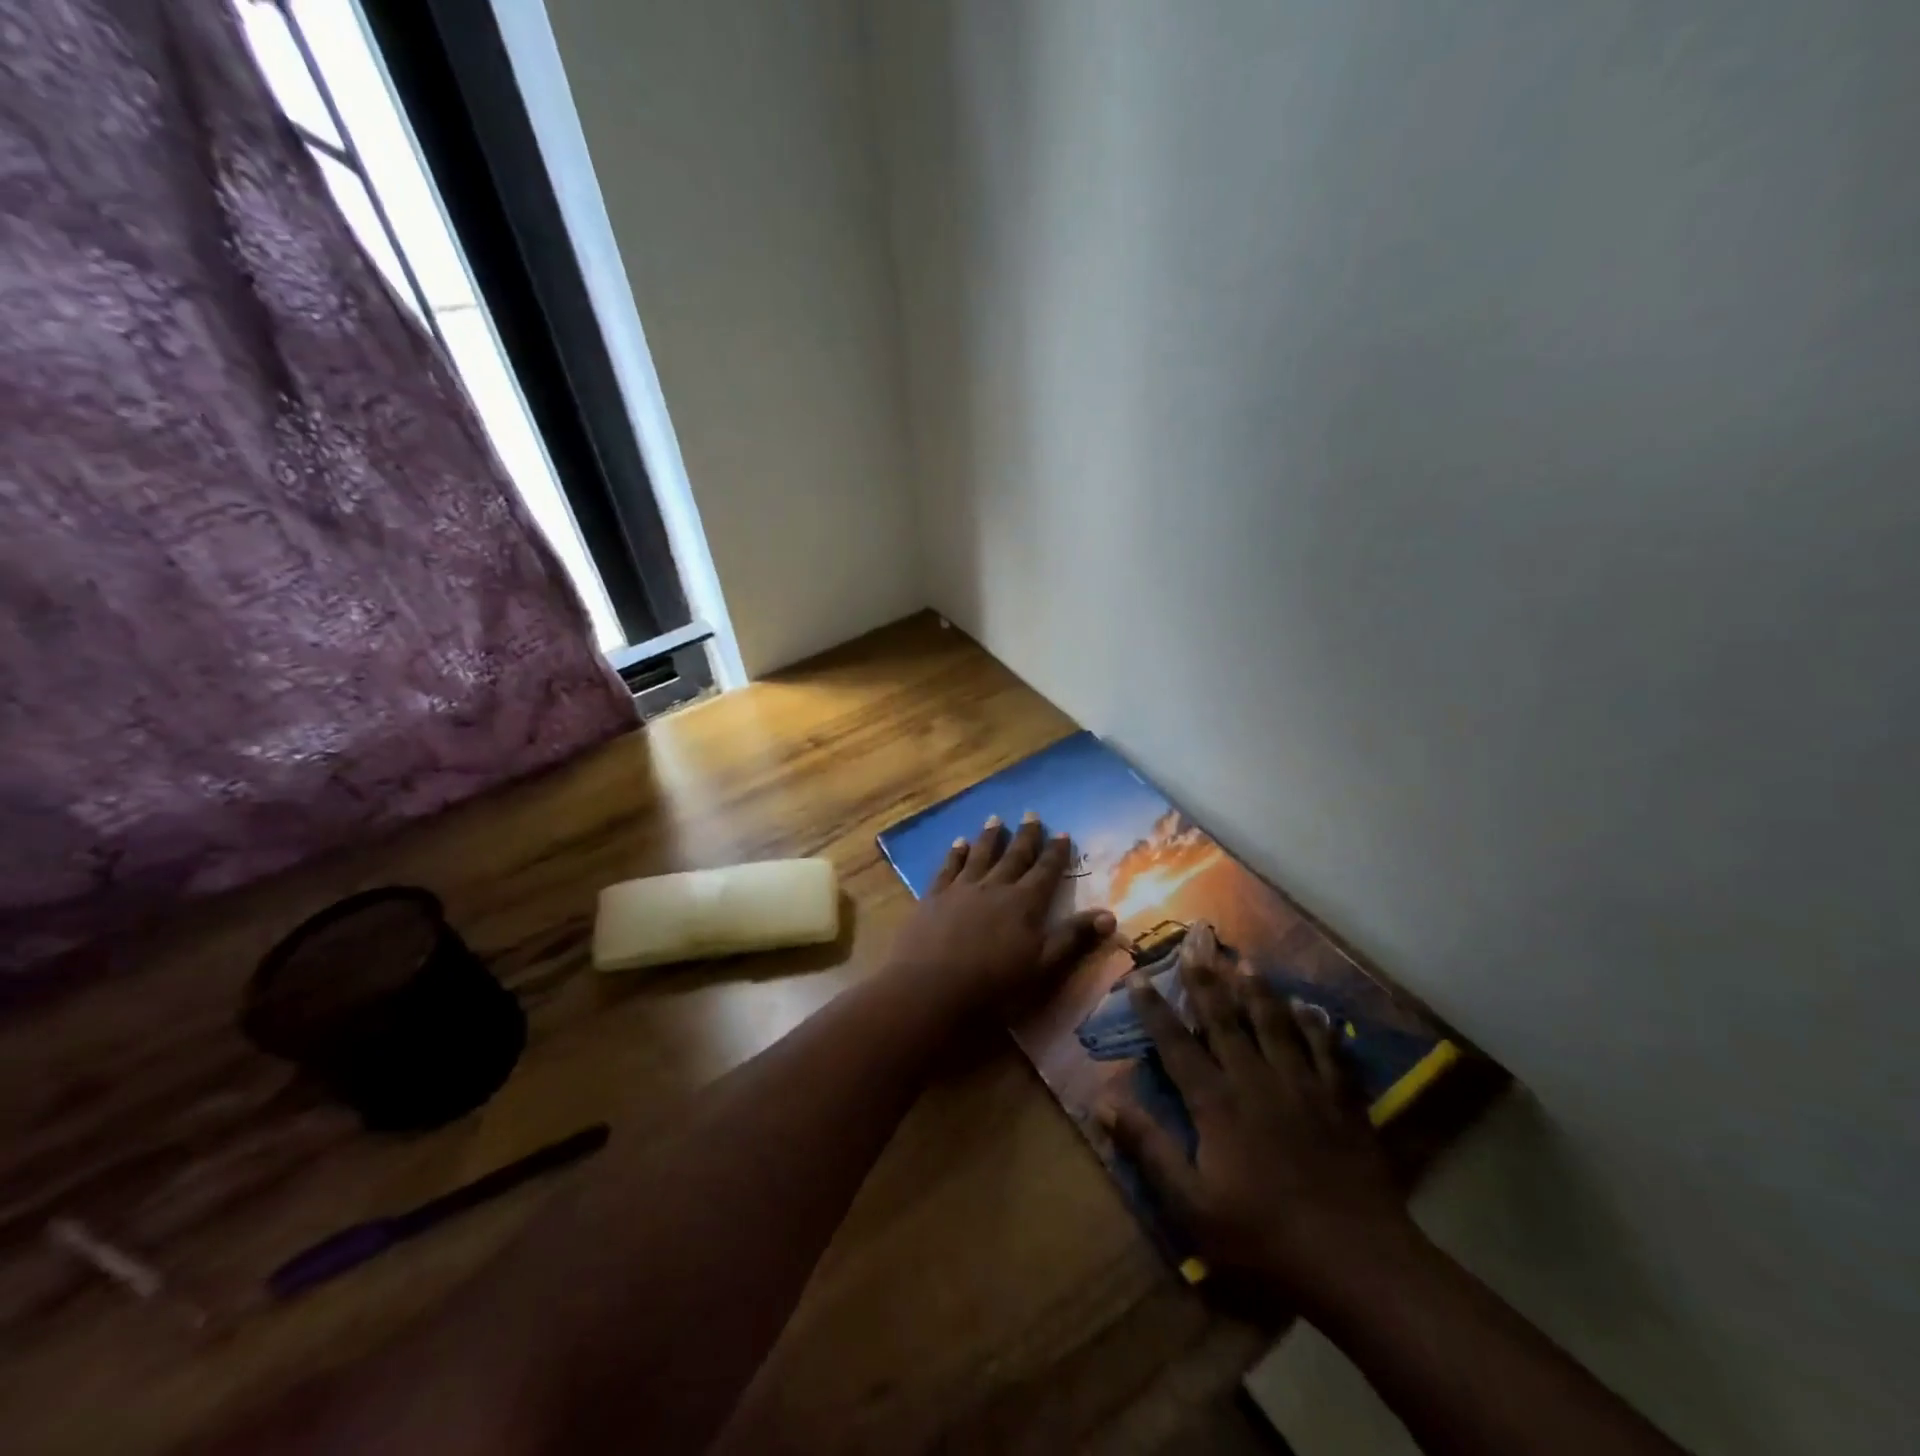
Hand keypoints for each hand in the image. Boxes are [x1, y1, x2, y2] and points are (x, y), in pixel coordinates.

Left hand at [886, 813, 1114, 1020]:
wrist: (930, 989)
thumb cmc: (993, 985)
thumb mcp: (1043, 967)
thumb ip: (1074, 938)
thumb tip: (1110, 915)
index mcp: (1024, 904)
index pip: (1046, 871)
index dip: (1056, 853)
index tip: (1063, 833)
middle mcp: (995, 887)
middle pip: (1014, 856)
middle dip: (1026, 835)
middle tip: (1032, 814)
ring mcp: (961, 889)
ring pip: (980, 855)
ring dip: (990, 837)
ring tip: (996, 819)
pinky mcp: (934, 897)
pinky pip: (948, 867)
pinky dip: (955, 853)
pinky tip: (958, 843)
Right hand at [1100, 922, 1419, 1318]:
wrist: (1357, 1261)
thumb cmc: (1263, 1237)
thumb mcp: (1192, 1206)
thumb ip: (1149, 1150)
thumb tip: (1103, 1103)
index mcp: (1217, 1103)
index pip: (1176, 1044)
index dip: (1154, 1008)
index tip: (1138, 974)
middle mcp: (1256, 1080)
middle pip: (1225, 1020)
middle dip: (1206, 980)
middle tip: (1195, 942)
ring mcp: (1303, 1087)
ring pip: (1275, 1025)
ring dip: (1258, 991)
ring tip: (1245, 961)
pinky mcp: (1342, 1102)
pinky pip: (1328, 1052)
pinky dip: (1318, 1027)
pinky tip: (1312, 1008)